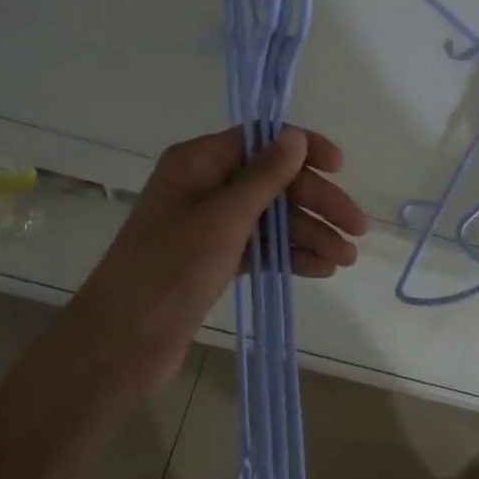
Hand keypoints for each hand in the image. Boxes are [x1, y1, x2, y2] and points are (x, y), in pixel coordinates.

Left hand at [74, 127, 367, 387]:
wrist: (120, 342)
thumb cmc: (171, 268)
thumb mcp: (224, 217)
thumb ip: (265, 175)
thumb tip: (296, 136)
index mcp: (199, 161)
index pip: (262, 140)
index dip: (304, 150)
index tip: (340, 168)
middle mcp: (204, 185)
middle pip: (273, 182)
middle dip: (316, 204)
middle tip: (357, 231)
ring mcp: (208, 225)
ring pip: (270, 218)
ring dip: (309, 234)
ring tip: (345, 260)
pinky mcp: (212, 259)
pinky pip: (260, 246)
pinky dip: (289, 255)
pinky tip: (320, 269)